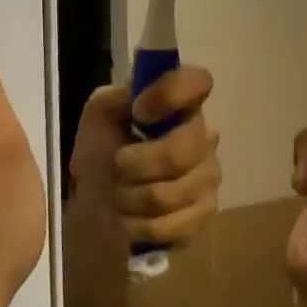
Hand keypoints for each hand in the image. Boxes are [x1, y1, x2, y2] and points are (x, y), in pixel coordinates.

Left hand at [69, 65, 220, 251]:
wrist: (97, 203)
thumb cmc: (102, 150)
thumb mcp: (99, 115)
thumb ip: (117, 97)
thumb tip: (138, 98)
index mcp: (182, 104)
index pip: (198, 81)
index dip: (169, 95)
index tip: (138, 112)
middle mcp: (205, 136)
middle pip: (179, 153)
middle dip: (134, 165)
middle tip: (116, 167)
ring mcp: (209, 177)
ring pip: (168, 194)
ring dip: (129, 198)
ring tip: (118, 195)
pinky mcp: (205, 216)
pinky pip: (171, 225)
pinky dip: (138, 225)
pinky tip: (131, 218)